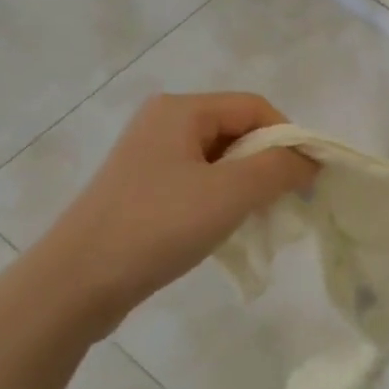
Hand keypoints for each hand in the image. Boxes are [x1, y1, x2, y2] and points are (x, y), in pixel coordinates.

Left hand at [41, 92, 314, 328]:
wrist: (79, 280)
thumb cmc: (159, 226)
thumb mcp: (230, 193)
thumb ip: (279, 168)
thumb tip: (310, 160)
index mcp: (181, 109)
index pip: (256, 107)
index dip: (289, 138)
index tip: (305, 180)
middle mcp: (163, 123)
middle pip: (238, 131)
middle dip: (268, 164)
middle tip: (283, 204)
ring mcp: (150, 157)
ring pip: (221, 160)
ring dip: (247, 186)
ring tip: (254, 221)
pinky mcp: (143, 190)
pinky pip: (199, 183)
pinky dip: (222, 200)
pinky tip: (223, 230)